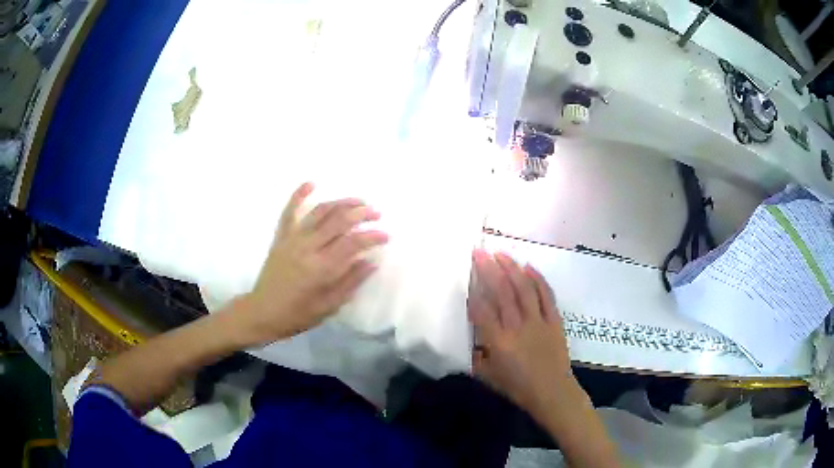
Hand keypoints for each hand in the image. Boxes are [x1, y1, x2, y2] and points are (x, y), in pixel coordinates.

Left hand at [239, 182, 388, 344]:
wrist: (263, 312)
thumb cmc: (298, 314)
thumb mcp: (329, 306)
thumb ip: (350, 282)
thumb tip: (371, 262)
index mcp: (321, 268)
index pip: (353, 243)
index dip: (372, 236)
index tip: (386, 235)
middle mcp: (308, 247)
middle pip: (339, 221)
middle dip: (361, 213)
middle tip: (375, 214)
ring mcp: (292, 239)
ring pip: (320, 212)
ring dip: (341, 202)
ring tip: (358, 201)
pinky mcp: (281, 237)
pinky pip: (289, 211)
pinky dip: (299, 195)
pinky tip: (311, 183)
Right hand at [468, 249, 577, 413]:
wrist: (553, 392)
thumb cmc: (518, 387)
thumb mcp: (489, 376)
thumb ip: (476, 356)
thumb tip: (470, 341)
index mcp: (499, 342)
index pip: (482, 310)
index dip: (473, 291)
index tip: (466, 275)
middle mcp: (517, 326)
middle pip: (502, 292)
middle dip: (489, 269)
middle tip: (479, 251)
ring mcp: (538, 321)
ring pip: (524, 288)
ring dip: (512, 268)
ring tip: (501, 253)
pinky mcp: (554, 320)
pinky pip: (546, 295)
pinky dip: (538, 279)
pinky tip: (529, 267)